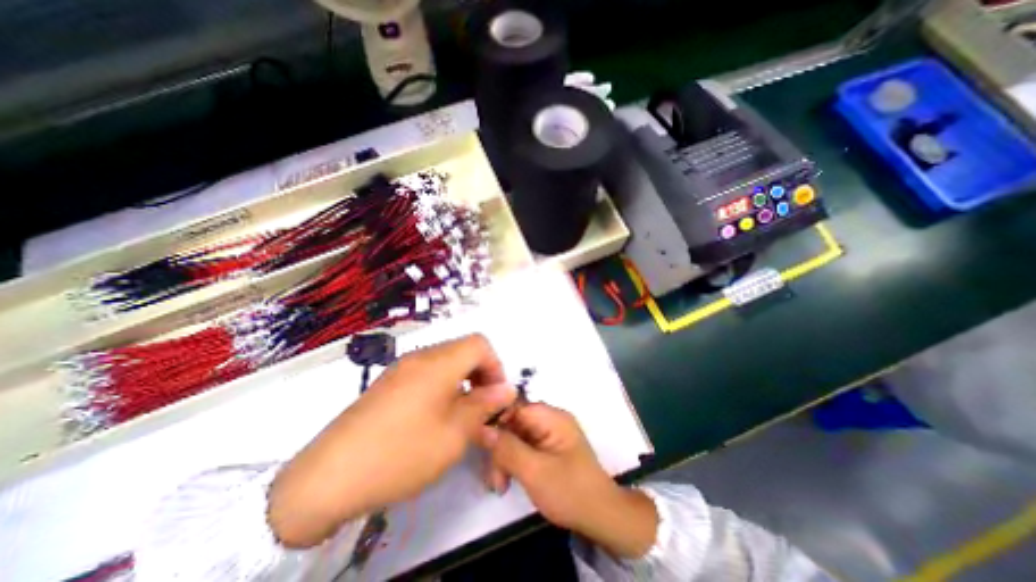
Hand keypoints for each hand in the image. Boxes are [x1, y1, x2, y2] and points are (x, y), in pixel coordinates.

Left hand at [264, 334, 510, 547]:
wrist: (327, 478)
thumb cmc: (402, 452)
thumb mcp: (454, 433)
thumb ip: (485, 405)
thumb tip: (506, 389)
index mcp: (438, 363)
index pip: (479, 343)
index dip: (495, 365)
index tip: (495, 396)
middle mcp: (420, 357)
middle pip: (462, 350)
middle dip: (480, 375)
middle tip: (481, 408)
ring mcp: (401, 369)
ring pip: (445, 363)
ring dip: (461, 382)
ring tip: (460, 416)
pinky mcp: (388, 384)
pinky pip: (426, 374)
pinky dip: (441, 387)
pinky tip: (434, 418)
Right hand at [478, 406, 652, 559]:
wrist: (602, 516)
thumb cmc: (570, 491)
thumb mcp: (534, 471)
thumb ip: (508, 448)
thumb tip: (483, 428)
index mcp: (552, 417)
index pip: (515, 408)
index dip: (496, 423)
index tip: (481, 447)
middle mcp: (550, 419)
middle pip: (514, 423)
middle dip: (500, 449)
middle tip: (493, 480)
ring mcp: (550, 433)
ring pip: (517, 436)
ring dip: (505, 458)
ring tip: (499, 486)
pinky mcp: (549, 447)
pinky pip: (524, 447)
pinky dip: (514, 462)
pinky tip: (508, 481)